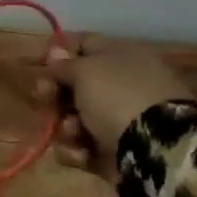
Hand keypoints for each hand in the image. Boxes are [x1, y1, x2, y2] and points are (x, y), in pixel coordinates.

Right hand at [33, 35, 192, 178]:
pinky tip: (81, 153)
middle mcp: (119, 86)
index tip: (40, 63)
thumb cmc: (118, 97)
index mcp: (121, 57)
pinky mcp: (114, 151)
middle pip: (72, 84)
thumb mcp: (86, 70)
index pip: (83, 43)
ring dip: (63, 125)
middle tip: (46, 97)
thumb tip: (56, 54)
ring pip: (71, 117)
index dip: (57, 51)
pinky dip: (75, 150)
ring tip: (73, 133)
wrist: (157, 150)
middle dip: (54, 93)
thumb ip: (64, 63)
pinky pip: (80, 146)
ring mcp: (118, 120)